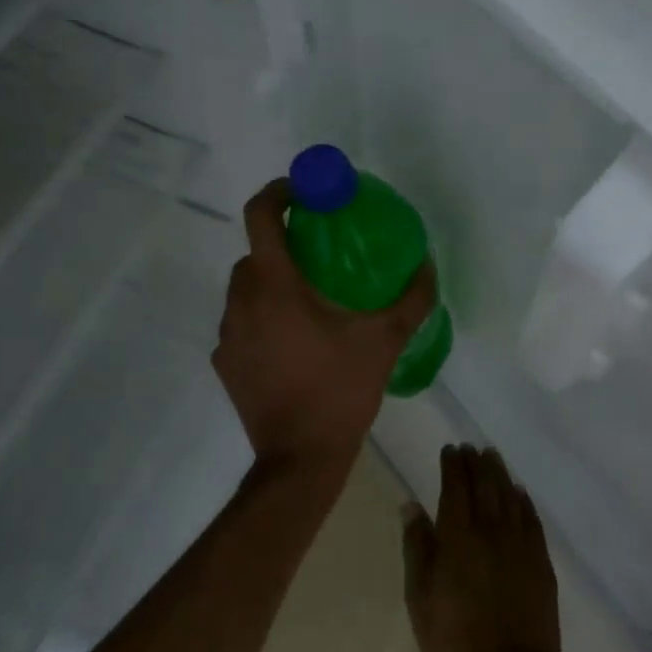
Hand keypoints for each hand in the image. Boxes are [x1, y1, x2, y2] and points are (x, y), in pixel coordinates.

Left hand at [213, 178, 437, 474]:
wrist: (299, 459)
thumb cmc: (340, 391)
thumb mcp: (385, 341)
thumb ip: (411, 299)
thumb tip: (427, 265)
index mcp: (275, 285)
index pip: (261, 215)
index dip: (279, 192)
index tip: (303, 192)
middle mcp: (241, 301)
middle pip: (254, 253)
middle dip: (283, 245)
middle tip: (319, 256)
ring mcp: (226, 334)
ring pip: (245, 289)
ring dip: (271, 283)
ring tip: (309, 303)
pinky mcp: (224, 362)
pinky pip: (241, 323)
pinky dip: (262, 319)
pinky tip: (293, 343)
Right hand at [402, 444, 564, 651]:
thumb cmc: (456, 644)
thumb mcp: (420, 600)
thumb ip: (417, 548)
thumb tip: (411, 505)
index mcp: (458, 538)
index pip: (456, 488)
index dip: (453, 466)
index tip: (450, 449)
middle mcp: (491, 532)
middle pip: (485, 485)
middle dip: (476, 463)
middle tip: (471, 447)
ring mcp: (520, 546)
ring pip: (510, 496)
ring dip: (500, 473)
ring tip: (492, 457)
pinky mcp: (541, 563)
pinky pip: (532, 519)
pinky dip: (523, 500)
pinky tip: (519, 493)